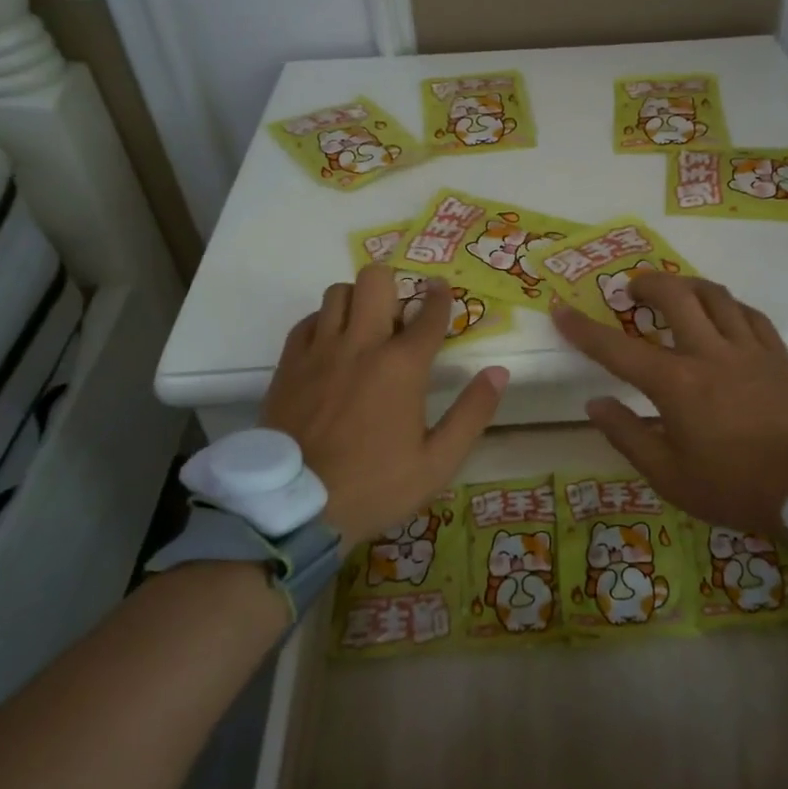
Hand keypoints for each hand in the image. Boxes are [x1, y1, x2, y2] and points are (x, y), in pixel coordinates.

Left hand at [260, 264, 507, 547]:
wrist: (295, 508)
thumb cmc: (374, 486)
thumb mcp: (437, 462)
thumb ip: (472, 413)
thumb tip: (498, 372)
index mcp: (402, 365)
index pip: (429, 313)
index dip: (441, 296)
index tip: (442, 290)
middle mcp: (360, 344)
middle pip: (376, 280)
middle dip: (394, 286)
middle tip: (399, 314)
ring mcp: (319, 351)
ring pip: (338, 293)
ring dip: (357, 302)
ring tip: (364, 328)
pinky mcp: (289, 364)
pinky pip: (307, 321)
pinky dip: (323, 323)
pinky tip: (331, 346)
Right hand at [552, 274, 787, 538]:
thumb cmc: (735, 488)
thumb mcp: (670, 477)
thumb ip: (628, 436)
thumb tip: (595, 403)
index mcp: (676, 384)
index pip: (617, 348)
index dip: (583, 328)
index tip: (561, 309)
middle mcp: (710, 353)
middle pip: (674, 296)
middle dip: (647, 284)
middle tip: (633, 290)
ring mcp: (749, 349)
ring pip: (715, 296)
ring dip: (687, 286)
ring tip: (676, 293)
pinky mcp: (780, 354)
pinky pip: (750, 314)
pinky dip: (728, 307)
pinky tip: (724, 314)